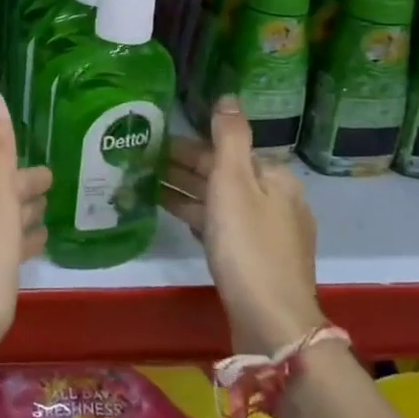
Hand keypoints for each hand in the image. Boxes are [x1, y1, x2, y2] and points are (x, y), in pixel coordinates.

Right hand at [162, 96, 324, 353]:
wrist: (271, 321)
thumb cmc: (247, 245)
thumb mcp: (234, 183)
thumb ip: (229, 137)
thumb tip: (229, 96)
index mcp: (274, 178)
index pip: (226, 150)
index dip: (189, 146)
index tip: (154, 143)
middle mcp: (276, 200)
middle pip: (225, 175)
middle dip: (186, 168)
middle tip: (143, 162)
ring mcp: (268, 233)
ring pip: (221, 202)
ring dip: (187, 192)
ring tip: (147, 186)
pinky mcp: (256, 261)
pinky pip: (223, 227)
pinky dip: (199, 217)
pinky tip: (176, 217)